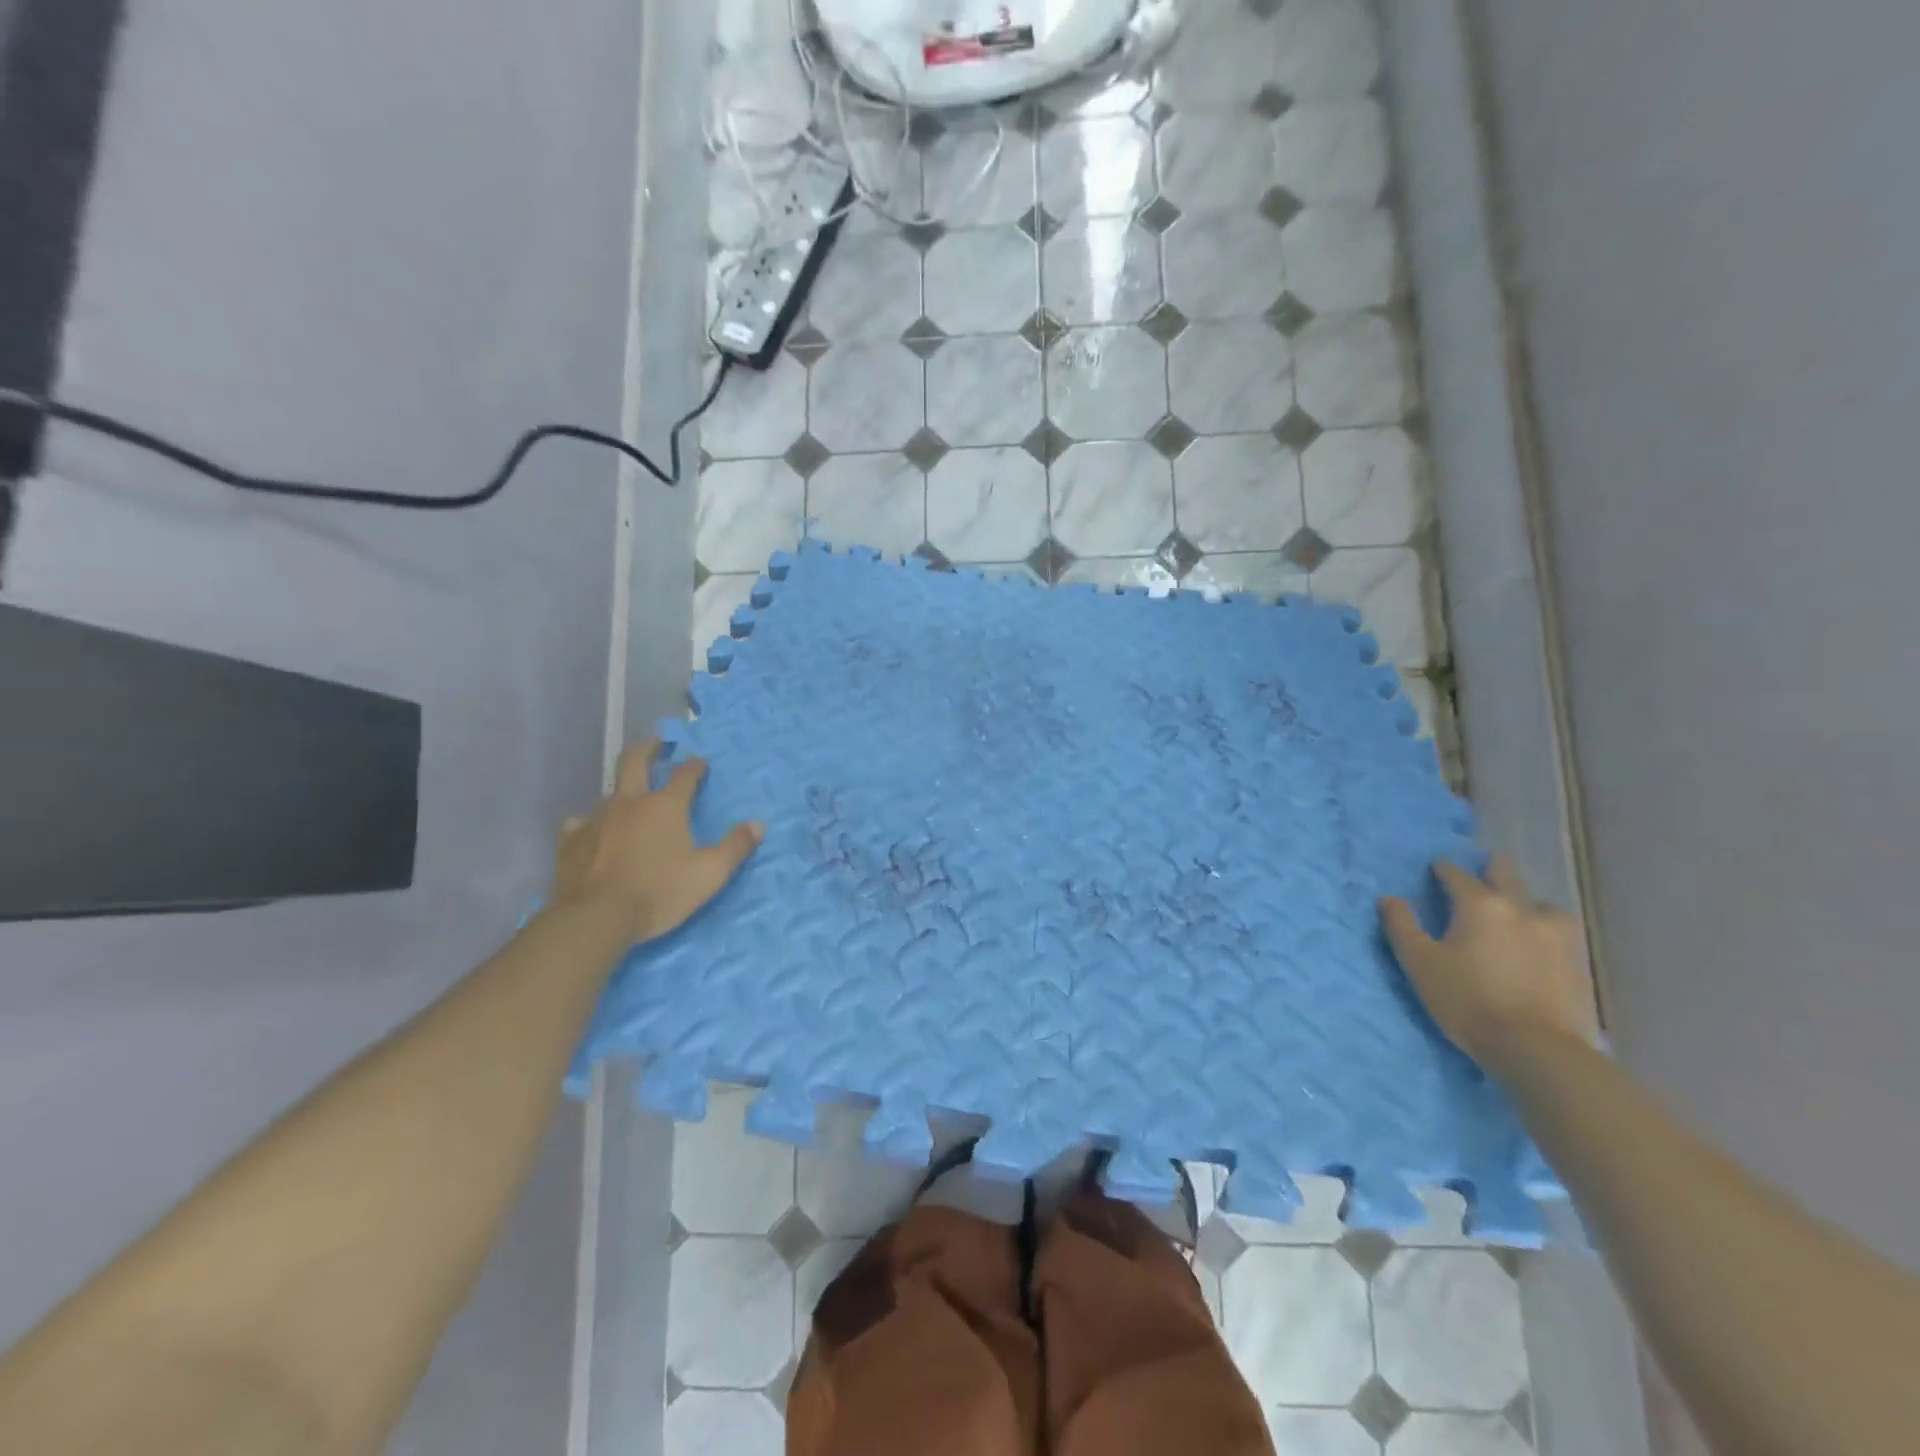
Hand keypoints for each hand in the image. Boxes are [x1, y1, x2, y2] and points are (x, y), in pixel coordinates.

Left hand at [552, 739, 764, 943]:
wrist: (596, 919)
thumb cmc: (659, 893)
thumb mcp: (710, 874)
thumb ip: (735, 847)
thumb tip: (759, 824)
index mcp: (666, 806)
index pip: (685, 774)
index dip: (695, 765)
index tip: (700, 762)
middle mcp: (630, 802)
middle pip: (635, 761)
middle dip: (648, 748)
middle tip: (656, 742)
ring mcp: (596, 819)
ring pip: (608, 792)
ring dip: (622, 790)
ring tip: (628, 797)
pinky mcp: (571, 840)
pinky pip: (580, 822)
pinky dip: (589, 822)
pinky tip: (591, 831)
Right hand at [1380, 855, 1599, 1076]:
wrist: (1536, 1048)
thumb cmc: (1467, 1000)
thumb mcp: (1419, 962)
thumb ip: (1401, 925)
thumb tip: (1388, 898)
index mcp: (1479, 906)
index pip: (1458, 876)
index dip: (1444, 869)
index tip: (1437, 867)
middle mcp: (1520, 910)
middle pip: (1507, 876)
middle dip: (1494, 867)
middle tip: (1487, 865)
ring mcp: (1555, 935)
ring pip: (1541, 903)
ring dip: (1526, 900)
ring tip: (1518, 908)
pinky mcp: (1577, 962)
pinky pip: (1561, 930)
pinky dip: (1547, 926)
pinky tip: (1541, 940)